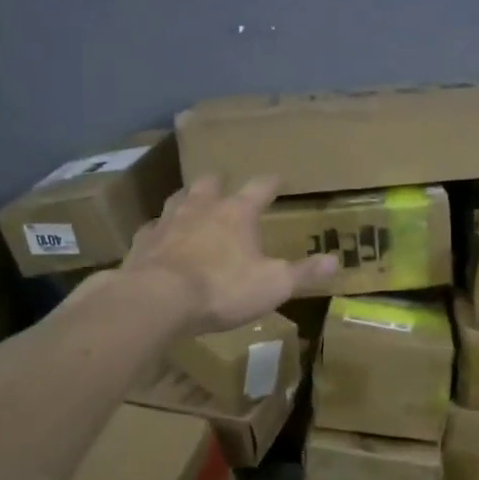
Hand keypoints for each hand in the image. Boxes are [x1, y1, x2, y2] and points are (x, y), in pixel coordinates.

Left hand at [105, 176, 336, 334]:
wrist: (157, 300)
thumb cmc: (223, 288)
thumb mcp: (274, 284)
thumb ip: (303, 272)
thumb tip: (335, 260)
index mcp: (238, 212)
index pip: (261, 186)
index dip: (272, 182)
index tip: (279, 179)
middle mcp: (202, 207)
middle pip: (211, 182)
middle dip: (221, 182)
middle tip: (227, 187)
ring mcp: (168, 221)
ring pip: (178, 198)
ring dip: (188, 199)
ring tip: (193, 206)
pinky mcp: (142, 241)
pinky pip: (152, 228)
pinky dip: (160, 230)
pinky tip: (161, 239)